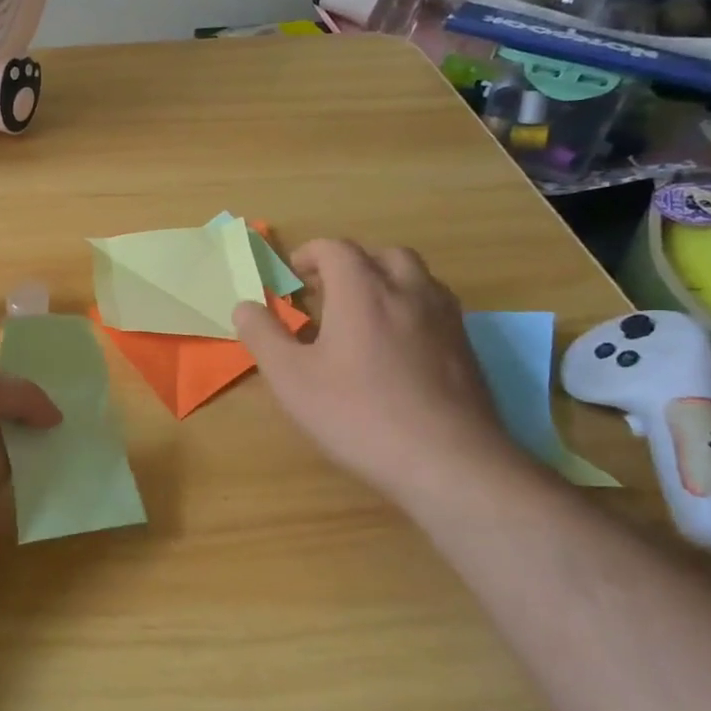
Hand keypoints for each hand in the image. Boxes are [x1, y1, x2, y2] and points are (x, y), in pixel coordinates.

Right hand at [233, 239, 524, 503]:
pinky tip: (397, 346)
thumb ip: (263, 335)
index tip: (292, 278)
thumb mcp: (291, 378)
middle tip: (328, 293)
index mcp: (362, 291)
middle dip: (352, 265)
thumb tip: (244, 305)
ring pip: (416, 278)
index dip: (309, 255)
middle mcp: (408, 292)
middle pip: (382, 255)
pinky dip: (411, 308)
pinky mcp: (466, 348)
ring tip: (363, 314)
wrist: (447, 461)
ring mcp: (445, 319)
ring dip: (386, 282)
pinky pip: (436, 308)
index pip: (336, 249)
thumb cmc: (357, 414)